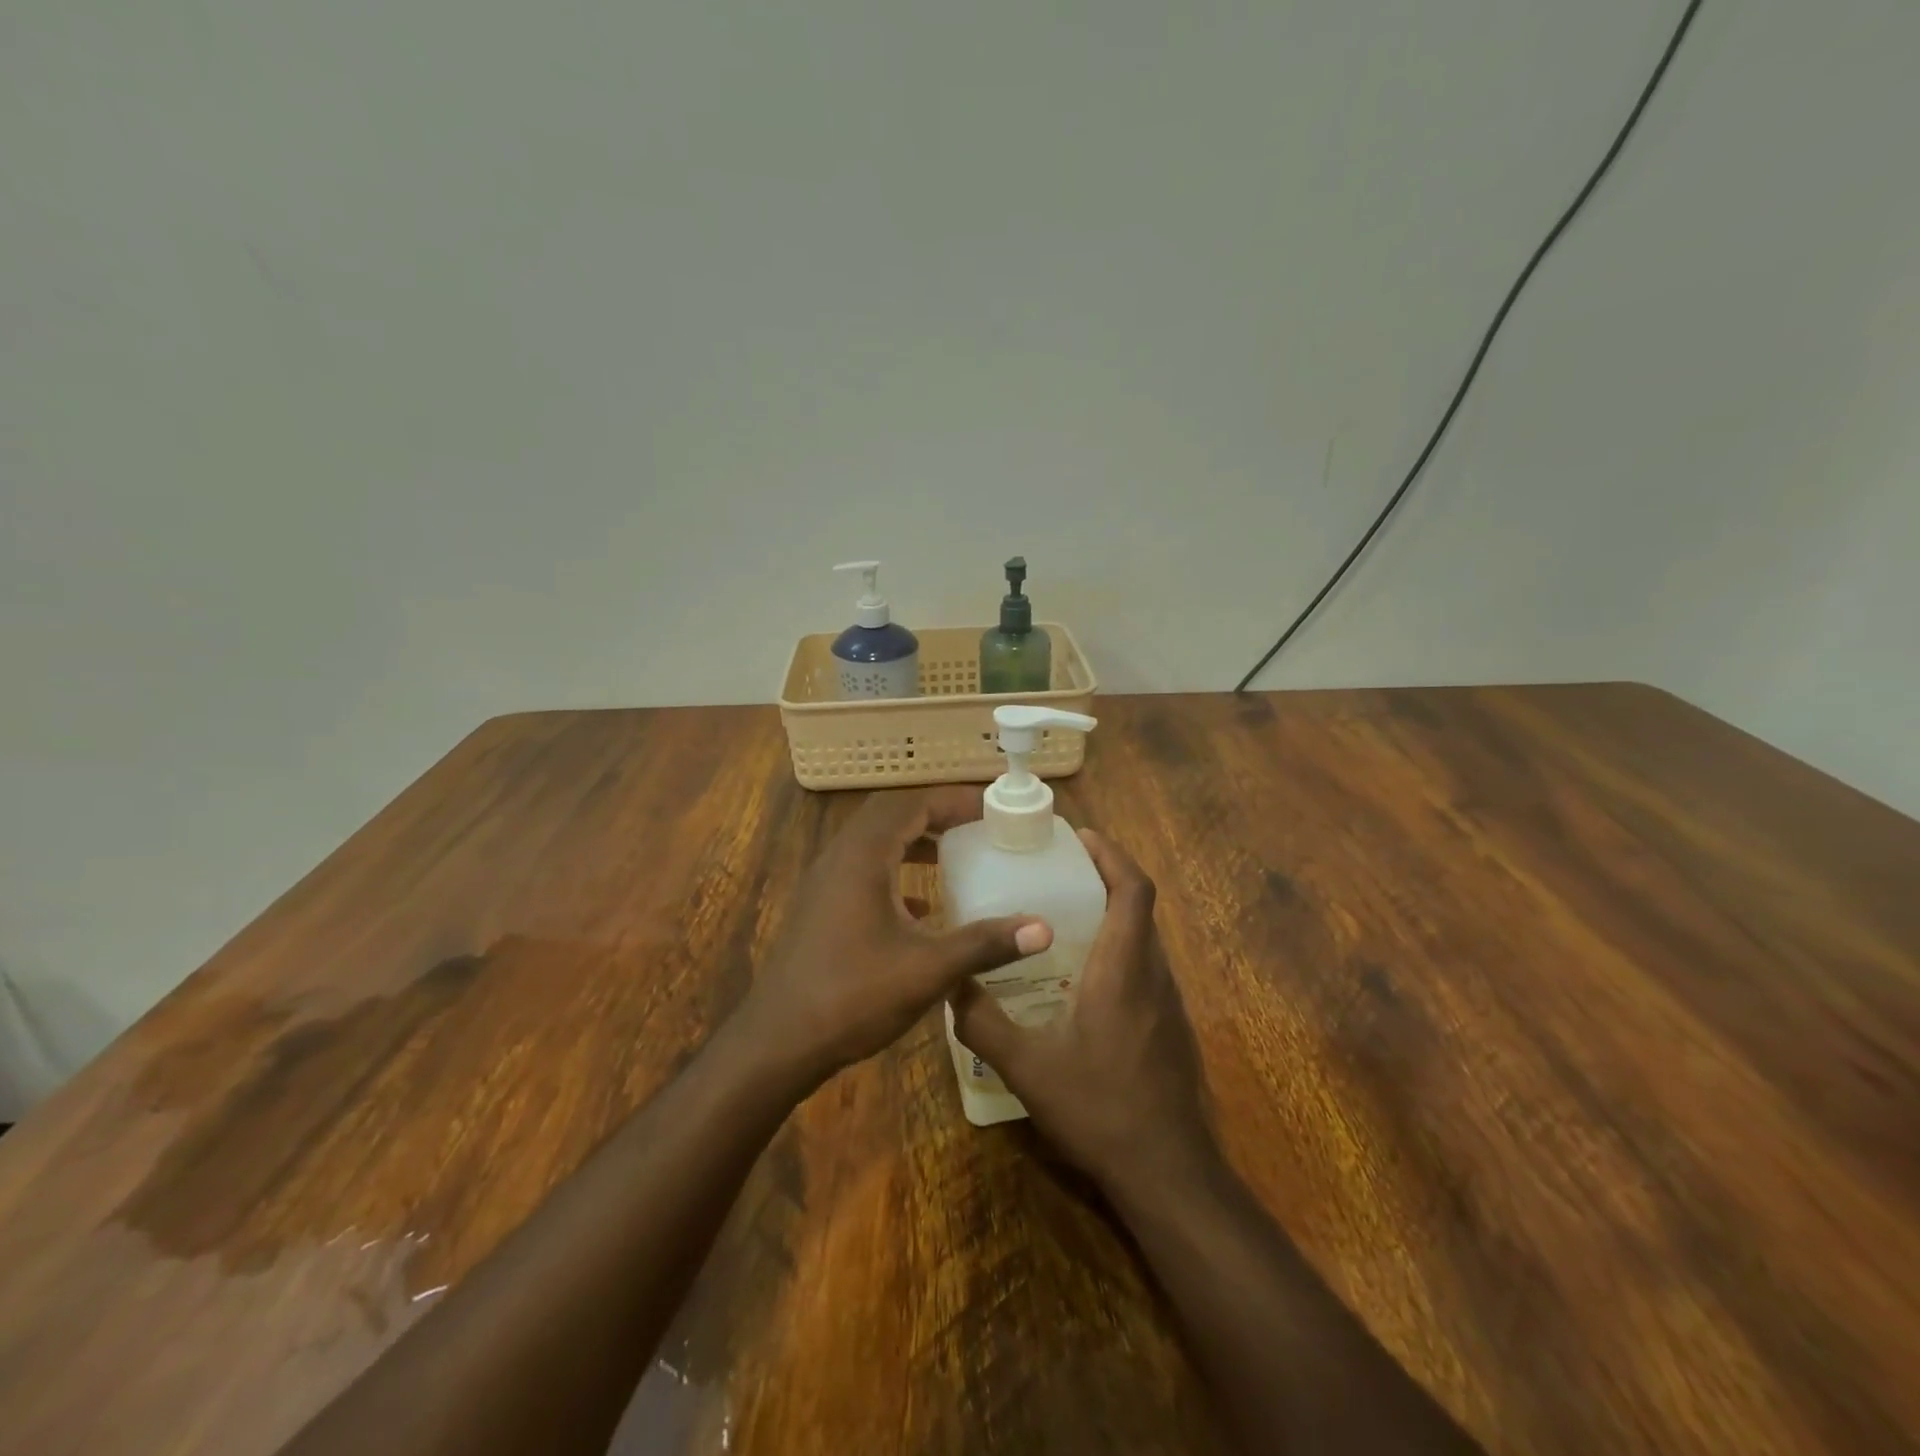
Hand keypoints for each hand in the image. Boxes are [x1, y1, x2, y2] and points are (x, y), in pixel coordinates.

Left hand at [738, 786, 1052, 1084]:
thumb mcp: (927, 970)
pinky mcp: (820, 907)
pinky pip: (862, 869)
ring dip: (913, 838)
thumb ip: (984, 944)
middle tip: (977, 824)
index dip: (954, 800)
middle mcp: (840, 858)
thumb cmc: (853, 996)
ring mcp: (824, 882)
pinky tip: (919, 904)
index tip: (992, 808)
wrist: (779, 1041)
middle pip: (890, 813)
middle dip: (935, 812)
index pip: (912, 804)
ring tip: (954, 852)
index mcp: (863, 857)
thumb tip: (1042, 928)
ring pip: (873, 841)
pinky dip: (894, 869)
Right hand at [948, 830, 1215, 1190]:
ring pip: (1144, 937)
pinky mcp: (1169, 1026)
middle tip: (1058, 871)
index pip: (1133, 889)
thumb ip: (984, 1022)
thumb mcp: (1028, 1067)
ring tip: (1063, 914)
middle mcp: (1153, 974)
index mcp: (1124, 968)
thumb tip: (951, 985)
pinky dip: (1119, 948)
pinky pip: (1145, 966)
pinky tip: (1082, 978)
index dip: (1111, 854)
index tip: (1079, 837)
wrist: (1169, 1174)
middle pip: (1139, 906)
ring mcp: (1168, 1002)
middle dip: (1105, 877)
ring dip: (1112, 913)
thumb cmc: (1100, 1109)